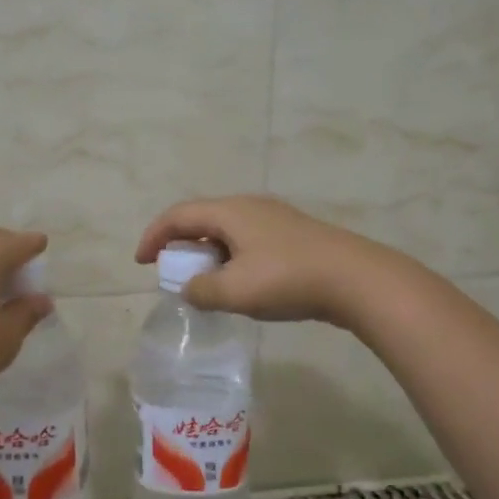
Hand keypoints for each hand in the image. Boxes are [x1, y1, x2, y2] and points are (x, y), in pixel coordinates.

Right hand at [135, 195, 398, 325]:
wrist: (357, 279)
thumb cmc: (288, 279)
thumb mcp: (235, 291)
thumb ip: (202, 291)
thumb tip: (189, 289)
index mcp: (230, 212)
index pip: (178, 215)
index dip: (154, 236)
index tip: (141, 262)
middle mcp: (249, 207)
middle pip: (202, 219)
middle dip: (180, 244)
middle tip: (171, 272)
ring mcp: (275, 219)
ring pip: (227, 231)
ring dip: (207, 254)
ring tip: (204, 282)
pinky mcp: (293, 236)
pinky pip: (248, 241)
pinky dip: (231, 258)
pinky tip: (241, 284)